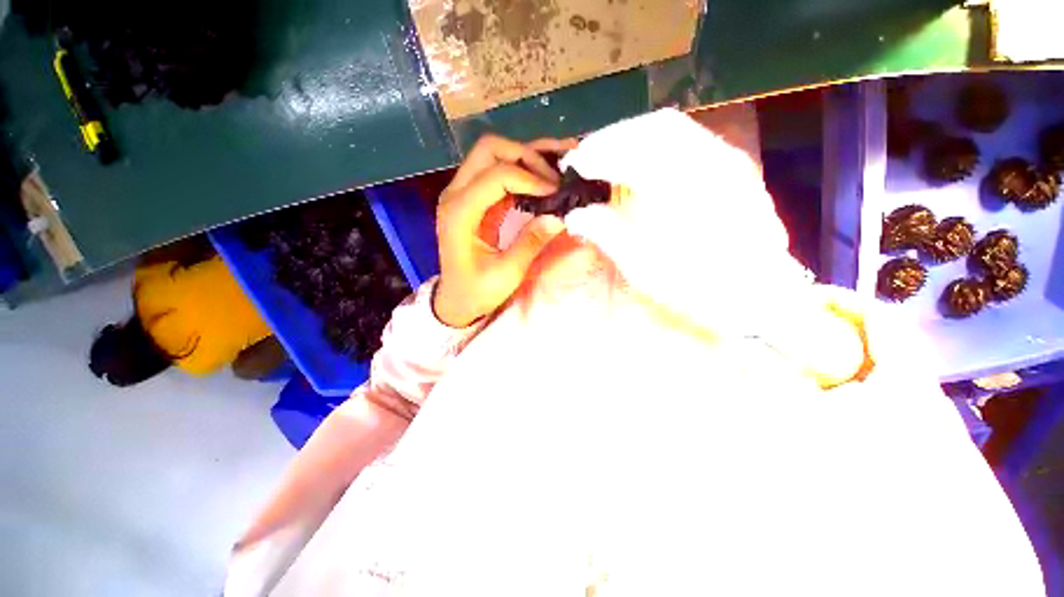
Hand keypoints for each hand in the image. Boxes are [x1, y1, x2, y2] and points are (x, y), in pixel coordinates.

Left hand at [433, 134, 576, 326]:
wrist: (456, 299)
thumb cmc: (476, 291)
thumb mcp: (505, 274)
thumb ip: (530, 243)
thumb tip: (558, 217)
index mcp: (460, 212)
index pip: (496, 176)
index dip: (530, 178)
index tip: (556, 193)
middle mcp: (456, 194)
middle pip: (490, 150)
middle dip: (527, 156)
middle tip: (554, 179)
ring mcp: (463, 192)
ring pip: (493, 154)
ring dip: (526, 156)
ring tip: (558, 162)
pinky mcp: (474, 198)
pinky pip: (497, 170)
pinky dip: (522, 168)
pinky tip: (545, 172)